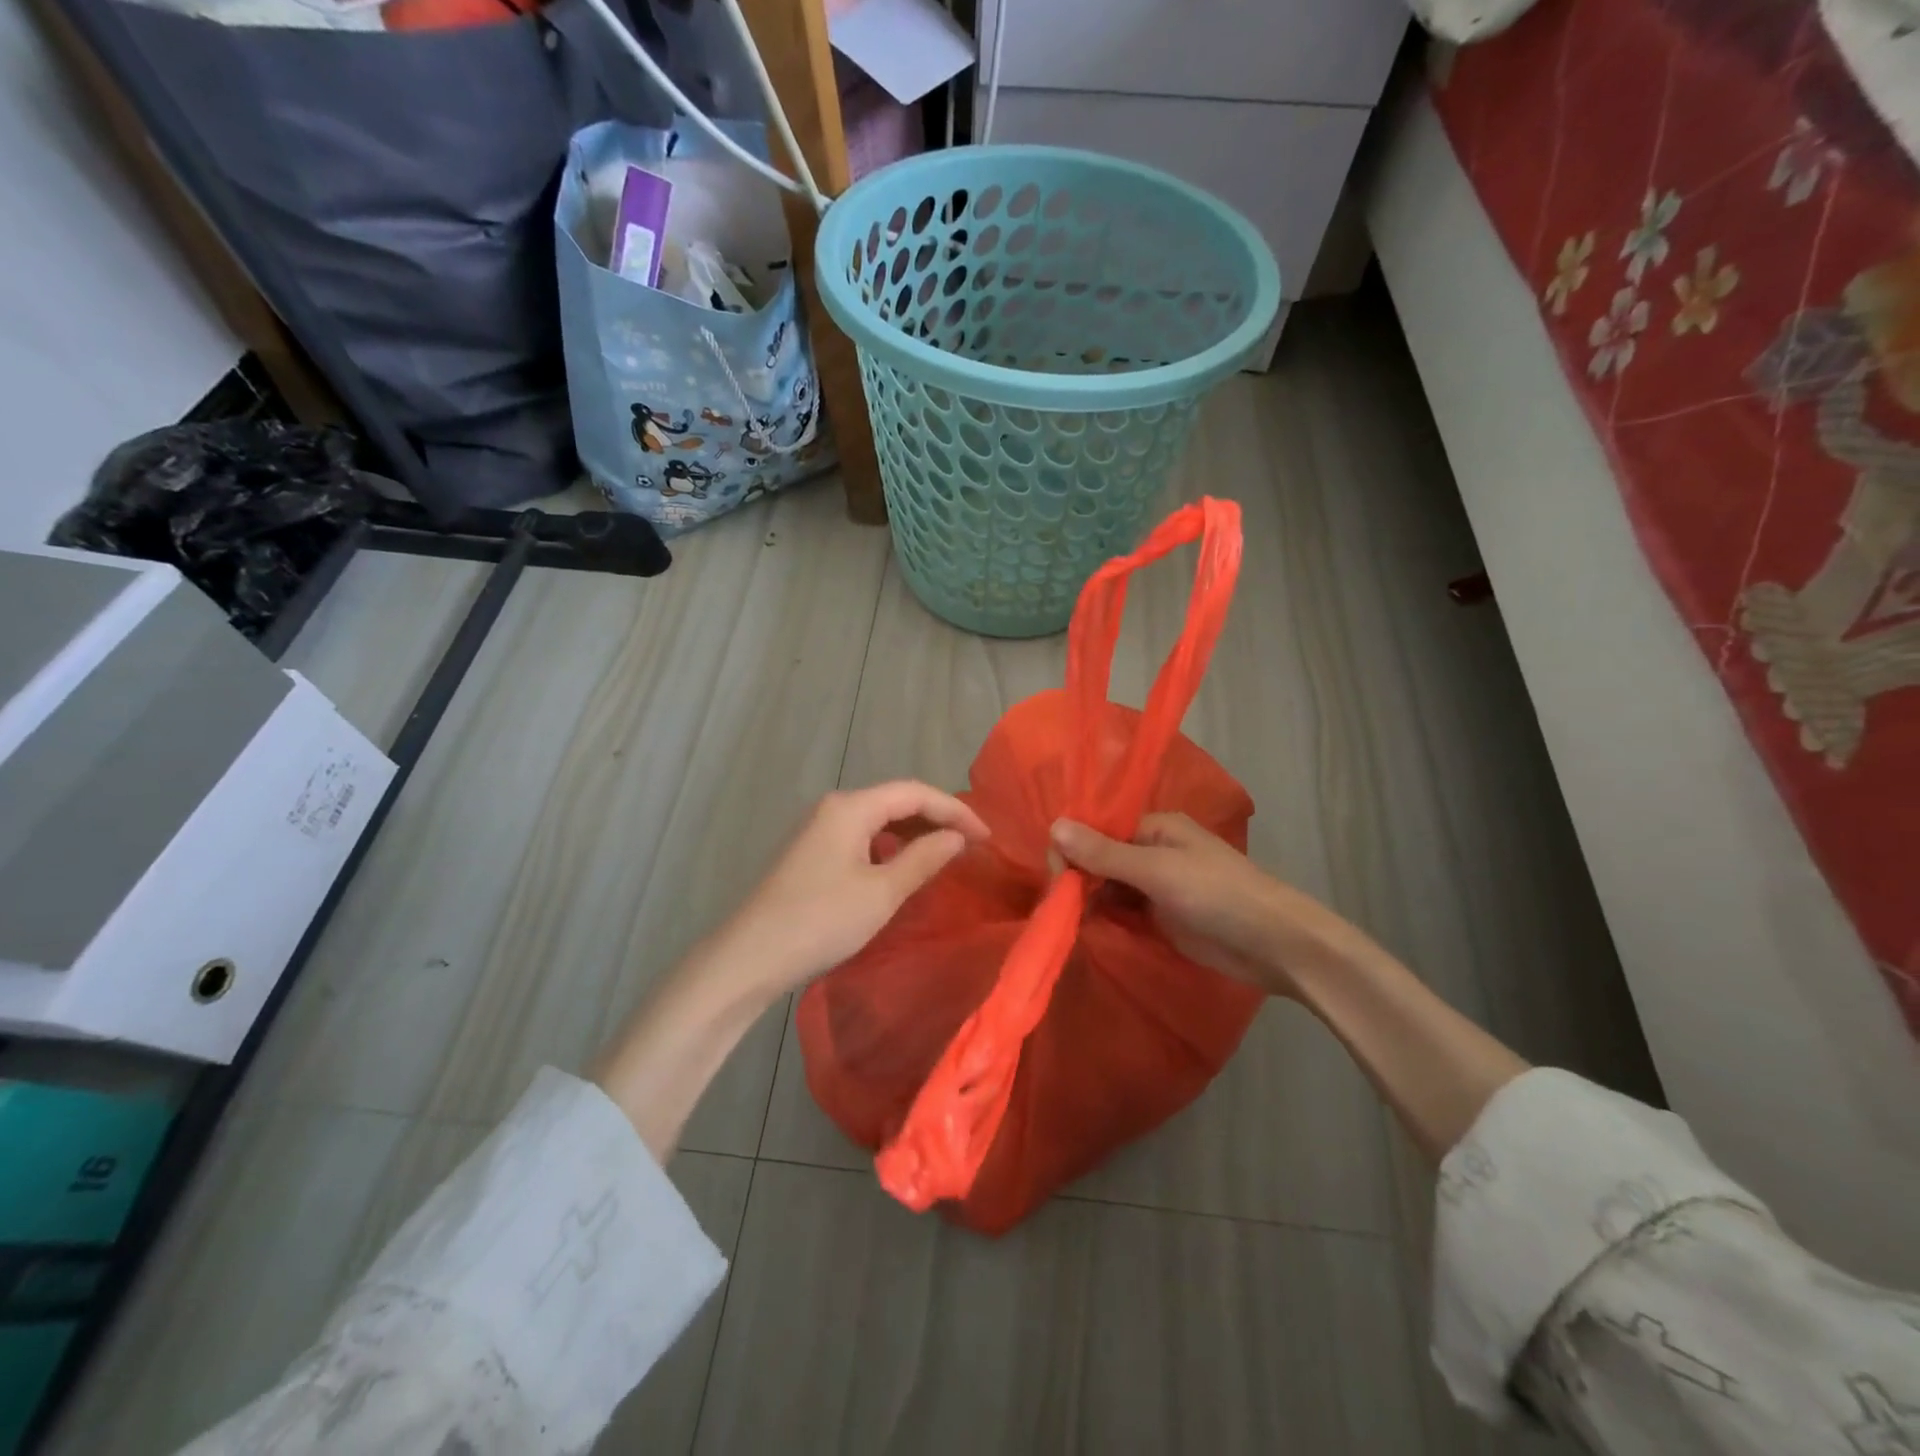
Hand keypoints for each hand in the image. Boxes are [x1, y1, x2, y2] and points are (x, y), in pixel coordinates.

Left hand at [718, 780, 989, 994]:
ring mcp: (817, 829)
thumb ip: (924, 859)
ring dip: (913, 833)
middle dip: (936, 818)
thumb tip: (956, 837)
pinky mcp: (810, 853)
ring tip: (944, 855)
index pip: (914, 792)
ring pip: (877, 820)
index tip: (987, 836)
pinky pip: (861, 837)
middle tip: (972, 844)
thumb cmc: (820, 921)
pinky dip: (889, 848)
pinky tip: (901, 869)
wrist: (749, 957)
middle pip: (895, 801)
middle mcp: (833, 808)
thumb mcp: (881, 893)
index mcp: (850, 807)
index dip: (955, 810)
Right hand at [1049, 813, 1363, 996]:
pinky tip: (1087, 929)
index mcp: (1155, 827)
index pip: (1098, 830)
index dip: (1073, 849)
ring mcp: (1158, 886)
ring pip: (1109, 887)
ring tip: (1067, 921)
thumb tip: (1054, 825)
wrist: (1275, 944)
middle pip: (1100, 858)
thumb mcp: (1157, 871)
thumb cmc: (1217, 894)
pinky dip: (1105, 918)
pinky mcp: (1162, 917)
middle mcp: (1152, 851)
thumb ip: (1104, 853)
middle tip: (1059, 906)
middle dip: (1078, 877)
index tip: (1056, 879)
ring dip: (1089, 900)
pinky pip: (1123, 912)